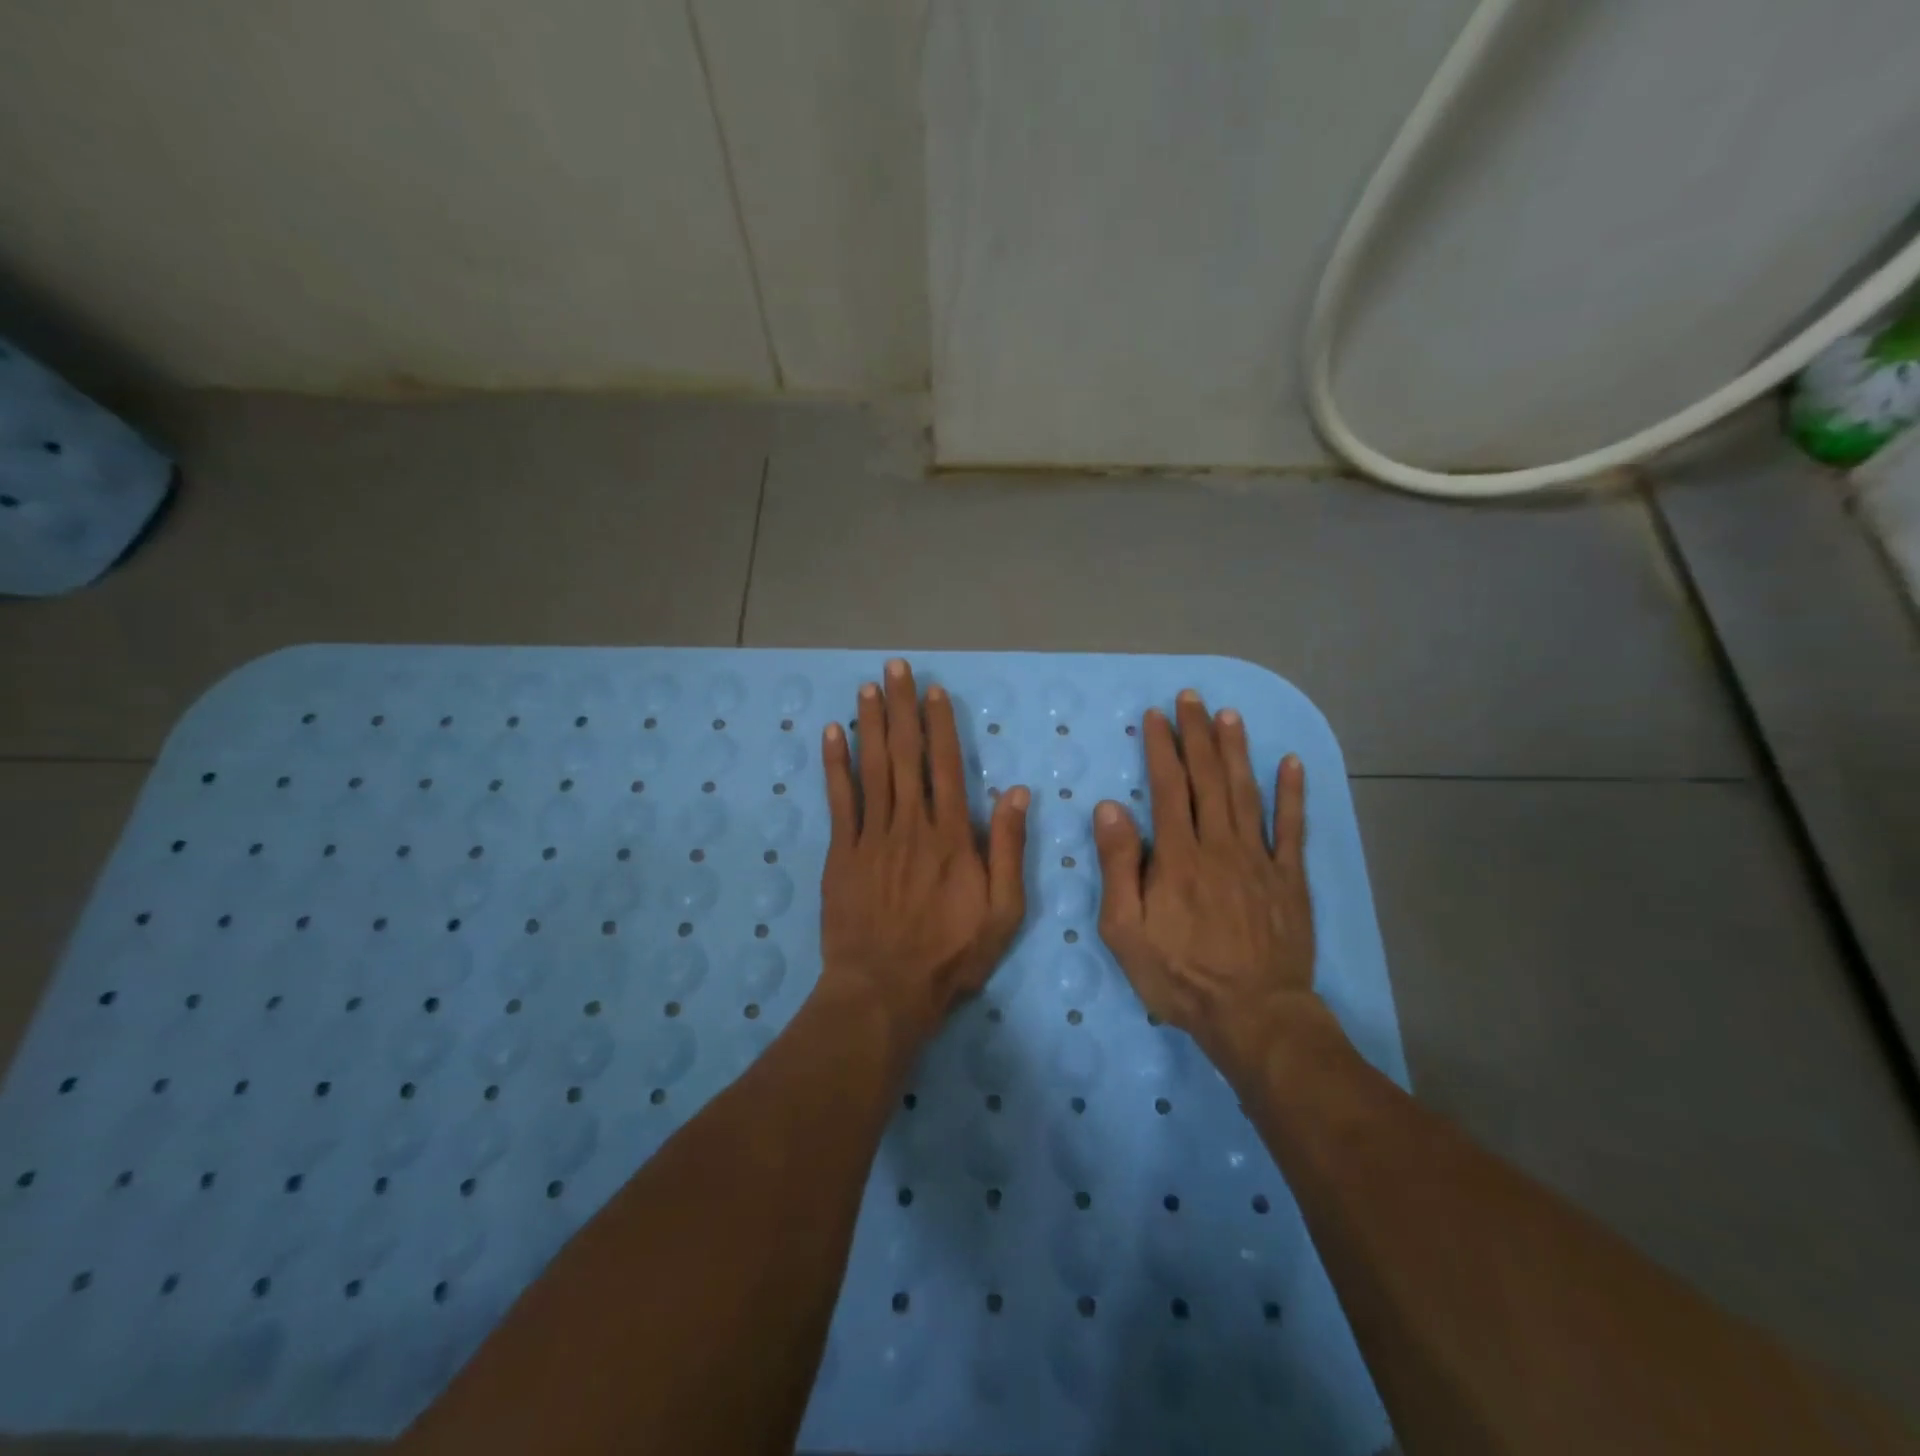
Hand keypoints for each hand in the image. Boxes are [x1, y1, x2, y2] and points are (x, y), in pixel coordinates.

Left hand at [816, 659, 1029, 1043]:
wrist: (885, 989)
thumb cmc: (951, 954)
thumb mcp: (1003, 910)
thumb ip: (1008, 849)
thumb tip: (1017, 792)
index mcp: (951, 836)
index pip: (946, 765)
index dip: (940, 724)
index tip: (933, 690)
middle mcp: (910, 824)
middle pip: (905, 754)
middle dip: (901, 707)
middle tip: (894, 667)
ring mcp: (871, 836)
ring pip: (872, 768)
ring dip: (870, 724)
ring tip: (868, 687)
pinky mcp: (841, 853)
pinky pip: (839, 800)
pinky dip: (835, 765)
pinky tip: (832, 734)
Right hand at [1093, 689, 1319, 1070]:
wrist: (1252, 1014)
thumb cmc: (1179, 975)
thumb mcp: (1125, 929)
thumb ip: (1118, 866)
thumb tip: (1110, 808)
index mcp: (1177, 856)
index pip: (1168, 787)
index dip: (1161, 748)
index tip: (1156, 716)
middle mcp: (1219, 845)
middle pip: (1208, 779)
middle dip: (1197, 735)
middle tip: (1192, 698)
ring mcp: (1259, 859)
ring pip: (1247, 793)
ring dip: (1237, 751)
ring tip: (1229, 716)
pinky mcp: (1289, 879)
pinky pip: (1293, 828)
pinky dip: (1293, 794)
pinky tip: (1292, 763)